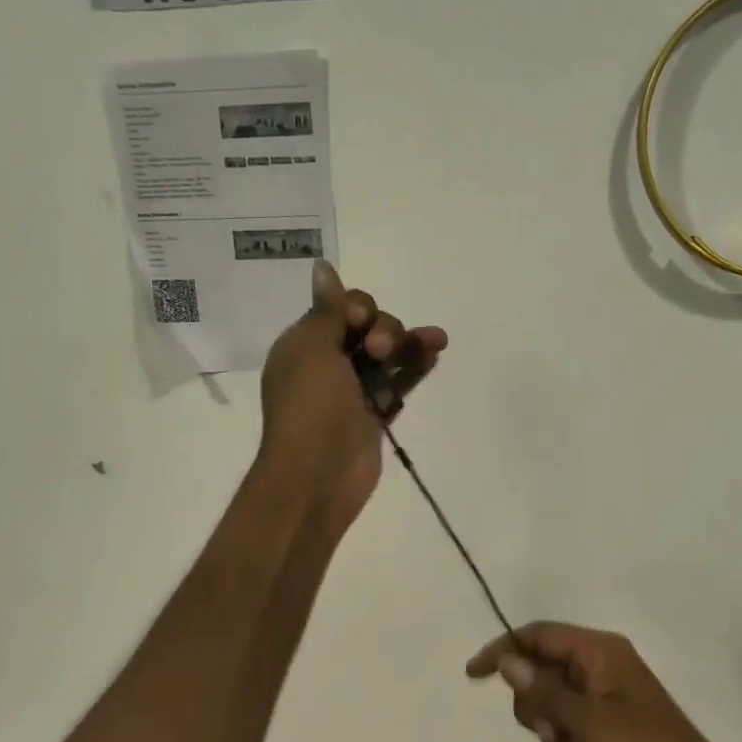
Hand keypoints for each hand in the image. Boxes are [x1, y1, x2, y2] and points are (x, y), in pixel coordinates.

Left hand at [257, 261, 446, 530]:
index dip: (356, 308)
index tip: (360, 321)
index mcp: (305, 344)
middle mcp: (328, 363)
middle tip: (380, 351)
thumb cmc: (309, 406)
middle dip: (384, 329)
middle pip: (368, 328)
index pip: (338, 309)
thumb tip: (322, 265)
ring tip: (436, 340)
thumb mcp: (312, 348)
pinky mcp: (376, 413)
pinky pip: (399, 382)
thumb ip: (328, 310)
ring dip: (409, 343)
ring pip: (388, 354)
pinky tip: (435, 353)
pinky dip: (416, 367)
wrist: (317, 475)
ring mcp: (354, 390)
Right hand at [467, 623, 741, 741]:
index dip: (503, 650)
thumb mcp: (586, 723)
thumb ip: (543, 690)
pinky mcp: (614, 726)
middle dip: (536, 705)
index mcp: (600, 651)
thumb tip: (507, 659)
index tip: (473, 675)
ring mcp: (609, 697)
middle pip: (543, 671)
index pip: (539, 635)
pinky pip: (574, 727)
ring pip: (554, 703)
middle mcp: (603, 665)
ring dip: (555, 732)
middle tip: (553, 734)